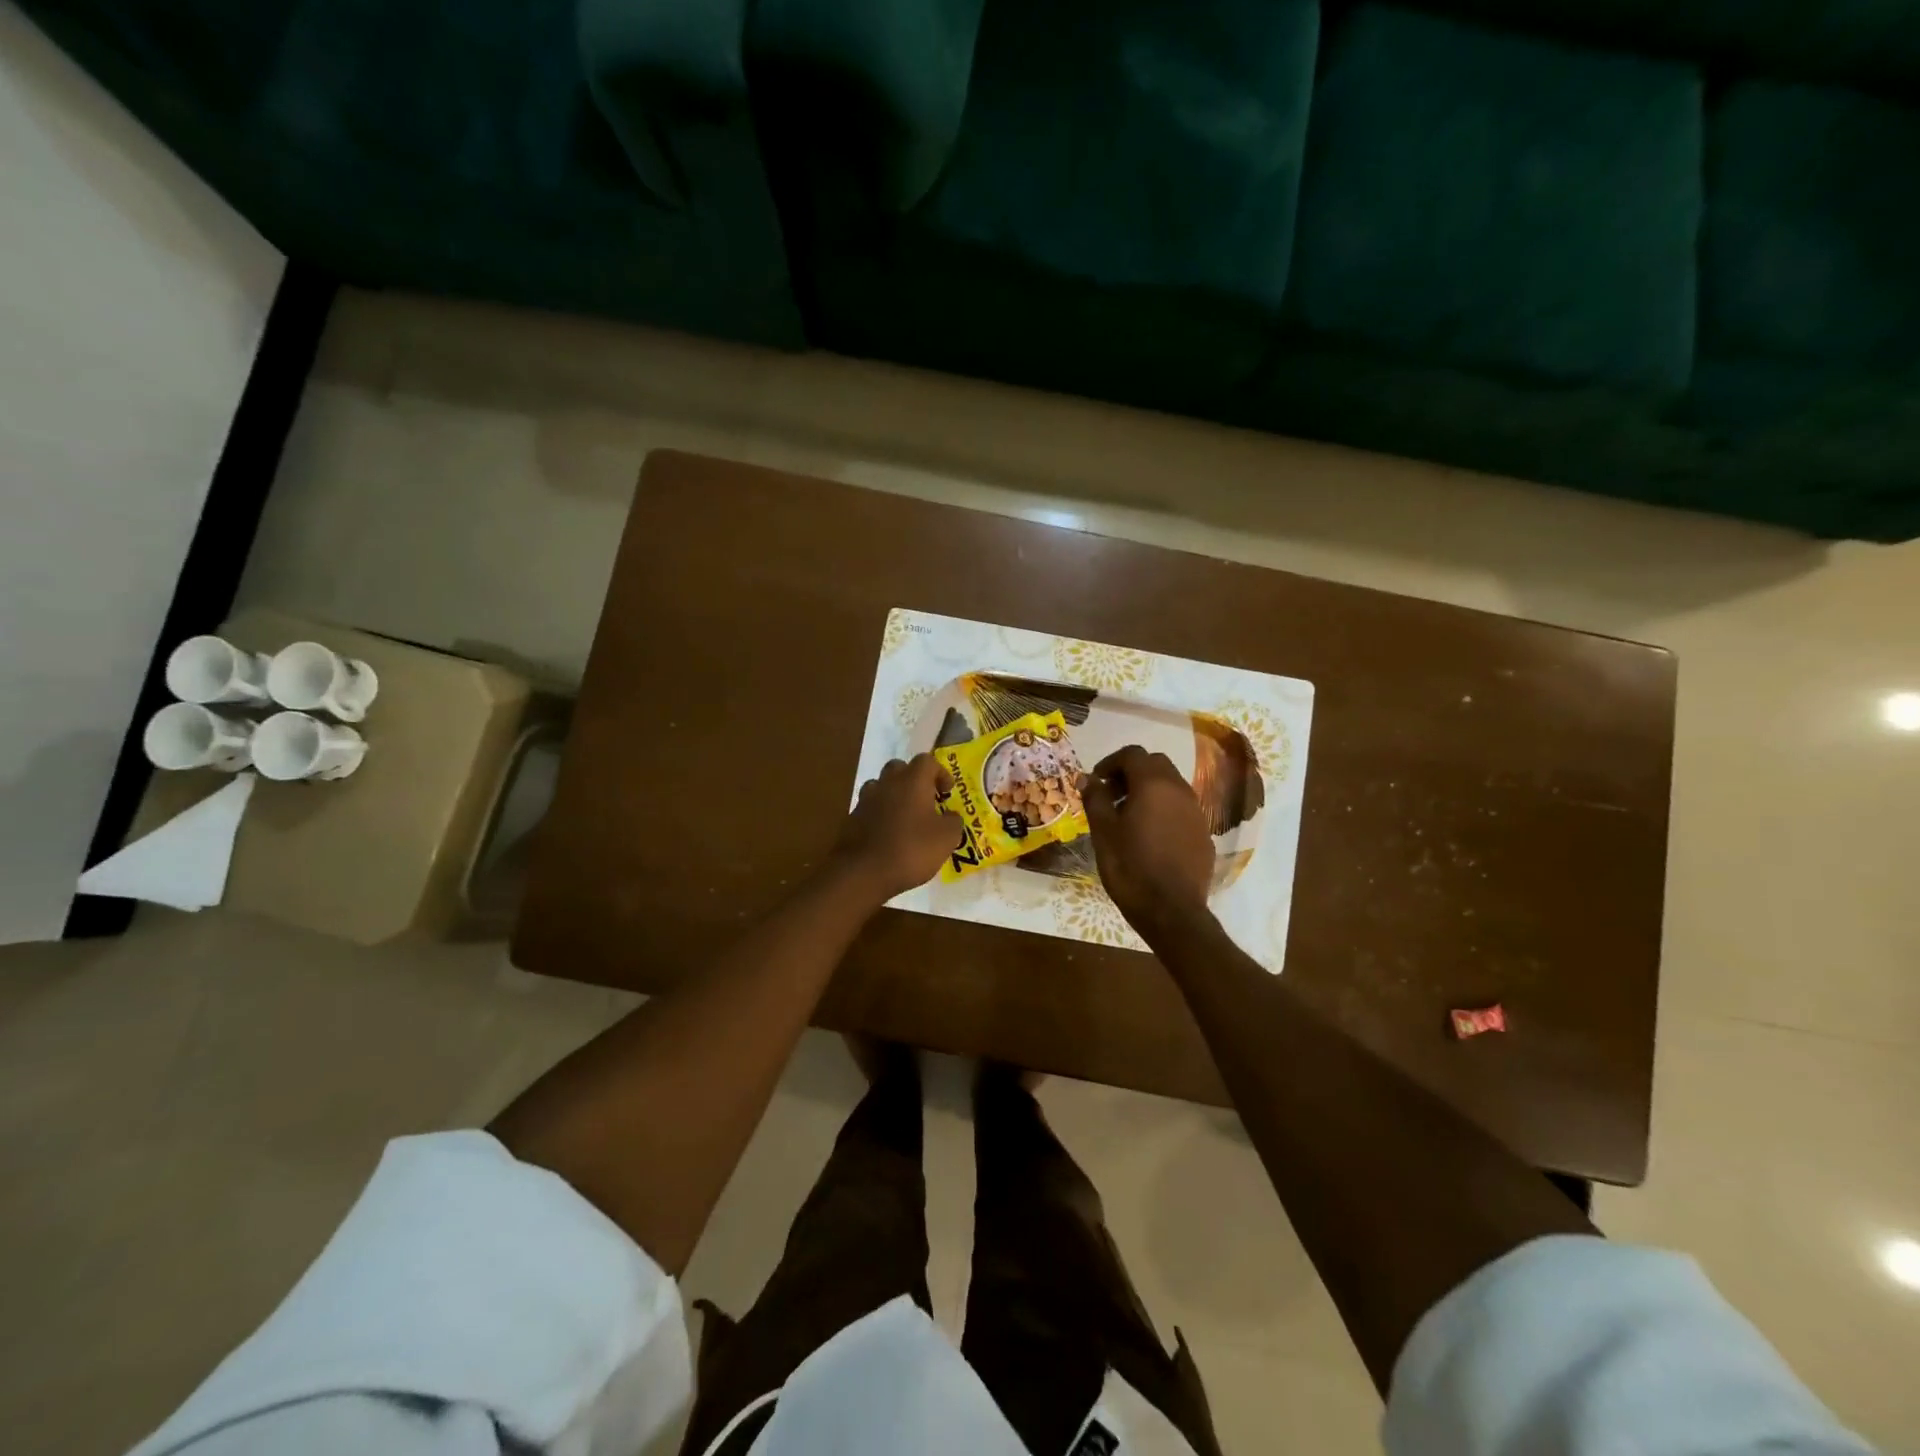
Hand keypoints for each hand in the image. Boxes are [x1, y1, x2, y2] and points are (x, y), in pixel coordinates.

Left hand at [833, 754, 965, 899]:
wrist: (863, 872)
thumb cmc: (911, 849)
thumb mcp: (946, 839)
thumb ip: (953, 821)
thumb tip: (951, 816)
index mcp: (912, 781)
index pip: (927, 761)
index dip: (940, 773)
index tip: (947, 792)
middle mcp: (887, 783)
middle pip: (900, 768)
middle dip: (914, 780)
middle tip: (926, 800)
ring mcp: (866, 799)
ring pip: (882, 786)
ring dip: (894, 795)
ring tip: (905, 817)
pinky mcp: (852, 818)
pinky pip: (870, 807)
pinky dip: (880, 814)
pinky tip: (888, 834)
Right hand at [1083, 745, 1215, 939]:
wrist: (1171, 911)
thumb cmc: (1130, 867)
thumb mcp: (1103, 832)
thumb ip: (1095, 798)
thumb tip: (1087, 778)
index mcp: (1153, 784)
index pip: (1132, 754)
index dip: (1111, 762)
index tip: (1096, 781)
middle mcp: (1180, 790)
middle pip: (1155, 764)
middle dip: (1131, 772)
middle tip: (1111, 794)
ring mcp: (1196, 812)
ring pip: (1171, 785)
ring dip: (1148, 790)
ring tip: (1127, 816)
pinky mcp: (1203, 833)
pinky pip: (1181, 808)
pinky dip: (1163, 809)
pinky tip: (1149, 835)